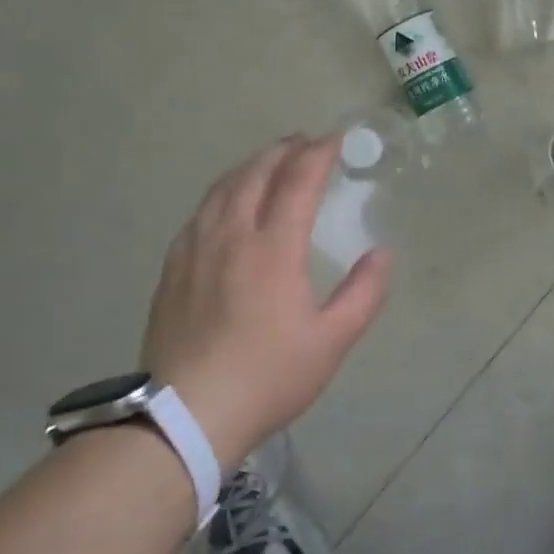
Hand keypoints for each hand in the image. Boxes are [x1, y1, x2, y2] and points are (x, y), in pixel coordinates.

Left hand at [140, 134, 388, 467]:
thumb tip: (380, 254)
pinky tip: (225, 205)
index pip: (298, 181)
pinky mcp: (173, 269)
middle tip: (303, 141)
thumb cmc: (268, 376)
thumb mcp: (331, 341)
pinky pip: (199, 214)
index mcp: (273, 248)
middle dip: (283, 151)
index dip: (319, 154)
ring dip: (249, 166)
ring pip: (222, 189)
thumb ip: (363, 293)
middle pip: (255, 174)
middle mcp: (231, 236)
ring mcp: (195, 250)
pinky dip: (222, 194)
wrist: (187, 414)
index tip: (335, 139)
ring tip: (267, 162)